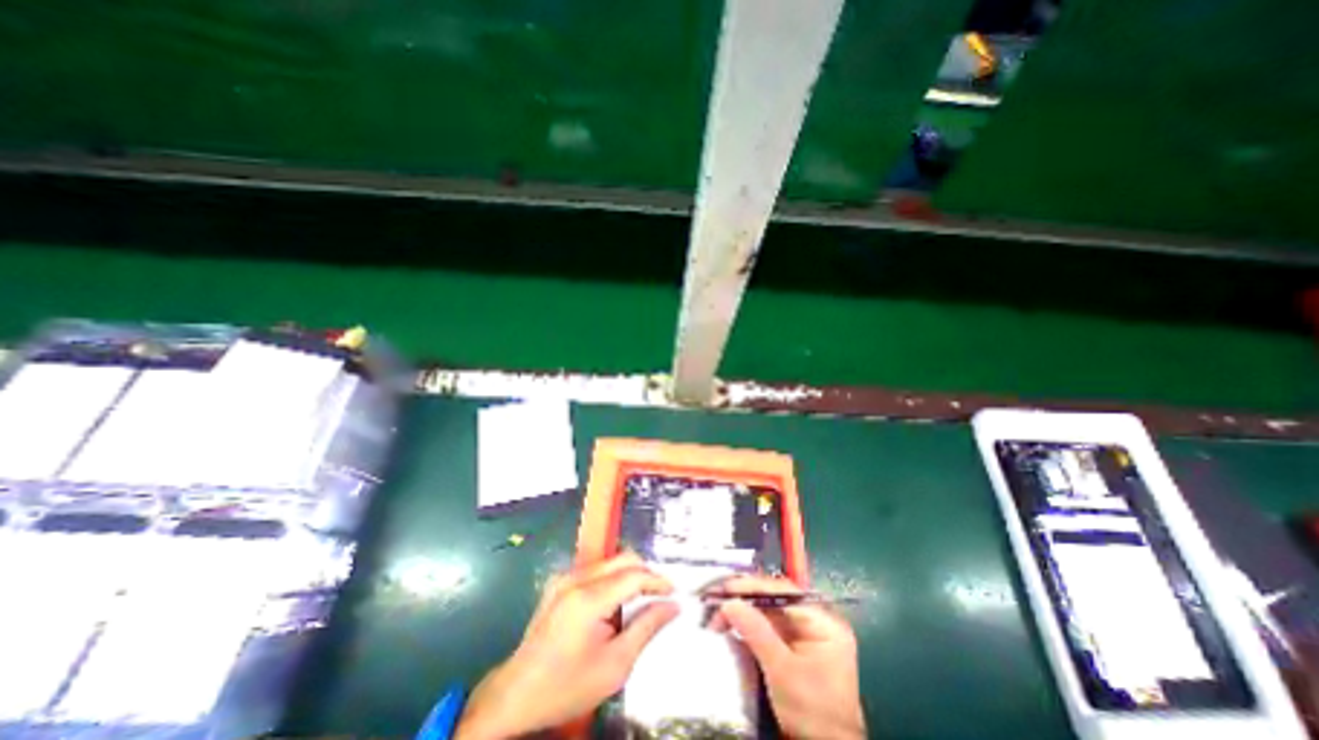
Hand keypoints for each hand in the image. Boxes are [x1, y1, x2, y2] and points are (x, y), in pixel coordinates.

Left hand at [456, 552, 680, 736]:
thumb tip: (672, 606)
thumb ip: (646, 628)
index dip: (658, 581)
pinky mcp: (559, 582)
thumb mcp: (615, 665)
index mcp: (588, 598)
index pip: (634, 574)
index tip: (674, 593)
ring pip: (610, 562)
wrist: (516, 695)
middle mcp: (576, 578)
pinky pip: (595, 570)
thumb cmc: (567, 686)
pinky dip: (612, 580)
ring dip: (629, 576)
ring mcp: (565, 578)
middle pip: (623, 559)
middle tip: (659, 596)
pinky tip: (614, 605)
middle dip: (645, 573)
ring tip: (639, 603)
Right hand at [712, 578, 867, 738]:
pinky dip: (749, 622)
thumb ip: (757, 632)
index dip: (752, 587)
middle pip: (774, 598)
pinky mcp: (794, 645)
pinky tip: (731, 621)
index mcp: (823, 622)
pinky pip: (768, 624)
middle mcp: (816, 620)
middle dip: (744, 597)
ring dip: (743, 609)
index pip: (783, 592)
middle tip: (715, 597)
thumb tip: (729, 603)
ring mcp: (805, 632)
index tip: (725, 588)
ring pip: (768, 610)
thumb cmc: (811, 713)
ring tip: (718, 610)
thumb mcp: (782, 672)